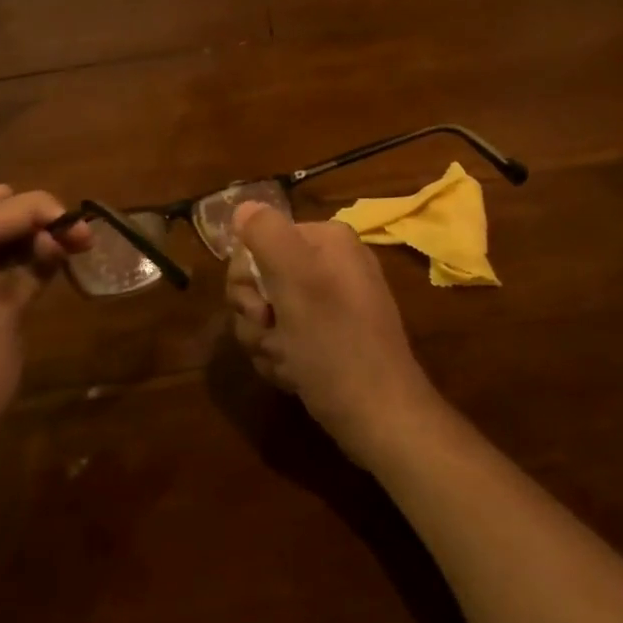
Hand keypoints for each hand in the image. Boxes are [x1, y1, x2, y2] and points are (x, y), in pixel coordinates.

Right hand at [224, 203, 443, 468]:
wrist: (378, 415)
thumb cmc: (335, 343)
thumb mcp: (297, 279)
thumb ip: (266, 234)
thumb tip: (243, 206)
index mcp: (326, 240)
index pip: (257, 241)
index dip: (247, 279)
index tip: (261, 310)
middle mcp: (327, 263)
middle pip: (257, 279)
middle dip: (255, 316)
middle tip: (274, 336)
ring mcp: (327, 302)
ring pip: (263, 313)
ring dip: (265, 342)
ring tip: (289, 362)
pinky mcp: (325, 336)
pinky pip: (281, 337)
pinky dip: (280, 358)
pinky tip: (296, 375)